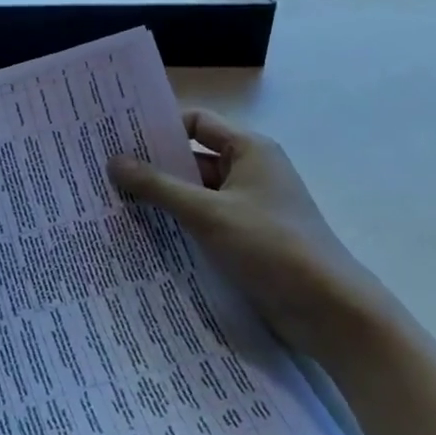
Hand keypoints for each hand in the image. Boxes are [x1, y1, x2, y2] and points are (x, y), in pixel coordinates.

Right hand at [109, 110, 396, 361]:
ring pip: (196, 195)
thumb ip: (159, 186)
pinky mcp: (248, 241)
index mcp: (250, 150)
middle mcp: (250, 172)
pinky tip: (143, 237)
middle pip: (193, 159)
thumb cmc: (272, 245)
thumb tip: (114, 162)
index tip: (119, 135)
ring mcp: (249, 209)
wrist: (331, 312)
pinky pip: (205, 223)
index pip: (197, 123)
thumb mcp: (208, 212)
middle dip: (153, 167)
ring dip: (163, 200)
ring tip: (113, 205)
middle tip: (104, 172)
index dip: (160, 126)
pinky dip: (179, 226)